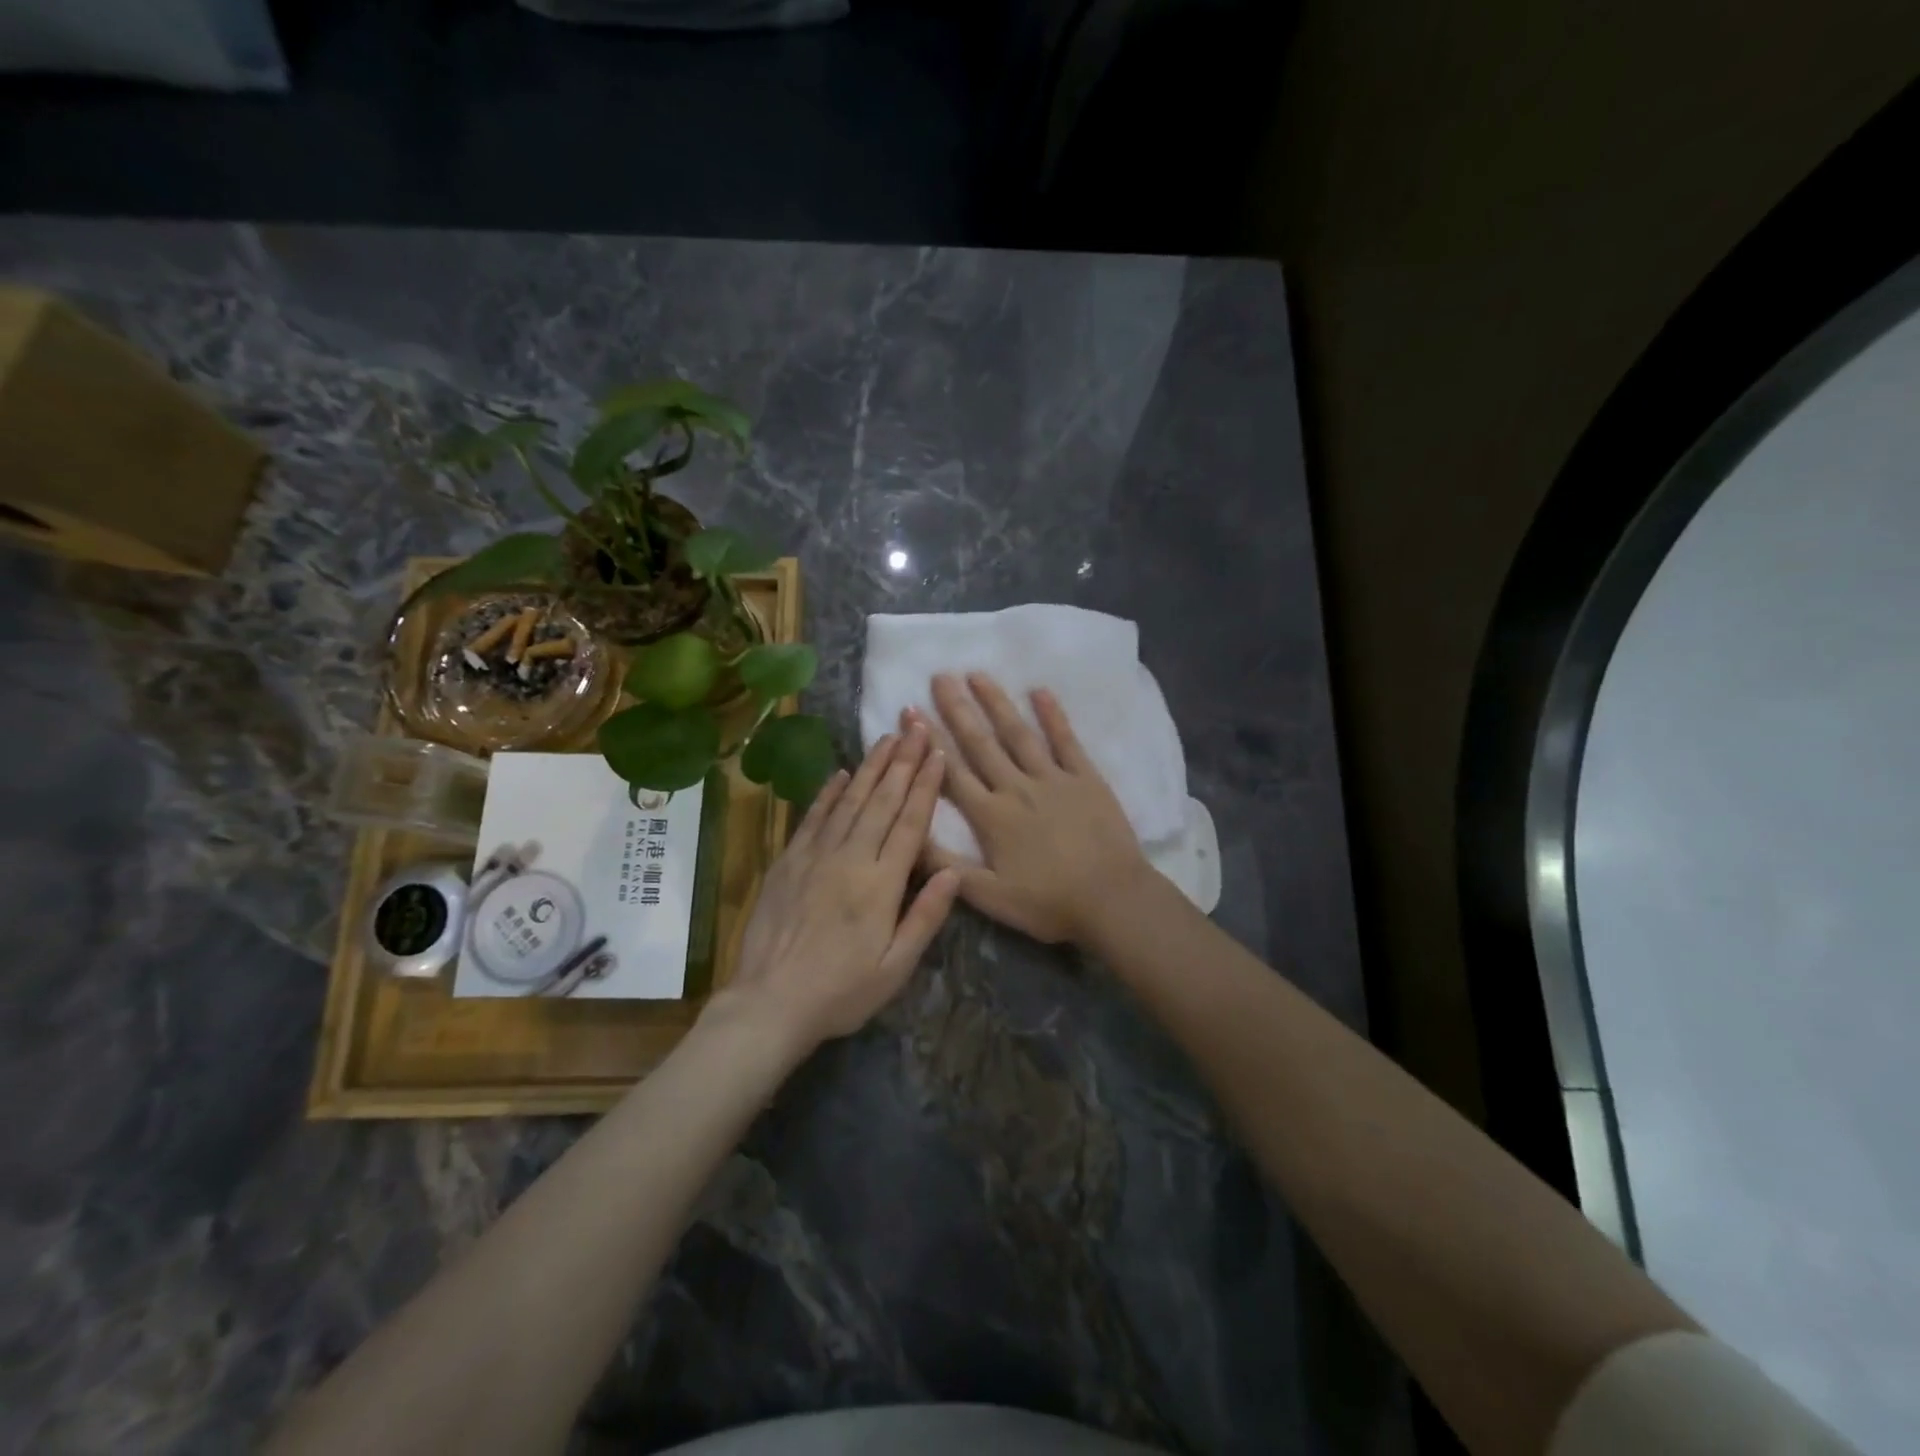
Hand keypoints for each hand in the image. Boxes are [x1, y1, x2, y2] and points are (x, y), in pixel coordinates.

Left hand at [718, 725, 960, 1050]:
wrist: (769, 1003)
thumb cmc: (841, 992)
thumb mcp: (895, 968)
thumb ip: (925, 917)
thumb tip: (953, 871)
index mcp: (881, 885)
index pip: (909, 823)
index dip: (926, 786)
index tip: (938, 753)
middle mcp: (849, 859)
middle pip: (881, 801)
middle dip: (903, 761)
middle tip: (916, 726)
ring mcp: (815, 856)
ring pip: (849, 801)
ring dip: (871, 767)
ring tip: (888, 738)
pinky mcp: (788, 861)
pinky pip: (813, 817)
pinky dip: (829, 792)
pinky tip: (842, 773)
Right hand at [911, 673, 1151, 943]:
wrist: (1111, 900)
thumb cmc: (1048, 903)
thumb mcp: (988, 897)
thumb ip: (945, 866)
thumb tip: (908, 835)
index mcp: (991, 816)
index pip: (951, 771)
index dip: (929, 741)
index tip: (911, 710)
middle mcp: (1016, 787)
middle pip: (980, 743)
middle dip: (957, 708)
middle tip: (939, 676)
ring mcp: (1053, 778)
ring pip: (1018, 733)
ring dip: (996, 702)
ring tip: (977, 674)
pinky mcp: (1085, 778)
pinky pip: (1066, 740)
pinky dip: (1053, 715)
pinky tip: (1039, 690)